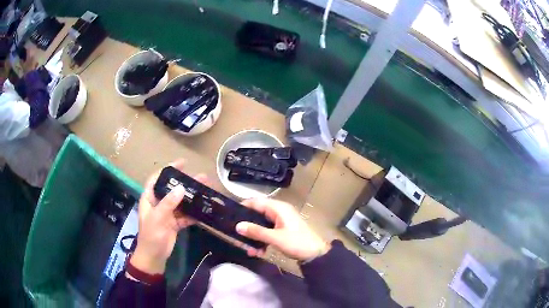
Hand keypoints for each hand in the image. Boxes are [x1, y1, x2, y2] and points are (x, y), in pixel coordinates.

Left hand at [130, 160, 207, 274]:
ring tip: (205, 190)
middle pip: (171, 189)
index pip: (157, 179)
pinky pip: (185, 215)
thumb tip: (181, 187)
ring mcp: (167, 214)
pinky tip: (203, 210)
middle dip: (184, 183)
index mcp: (149, 199)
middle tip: (199, 177)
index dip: (167, 170)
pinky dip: (193, 213)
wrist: (154, 257)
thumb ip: (168, 203)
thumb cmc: (151, 236)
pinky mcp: (175, 223)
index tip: (182, 164)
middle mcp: (158, 203)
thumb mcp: (158, 218)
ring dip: (191, 198)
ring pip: (180, 202)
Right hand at [236, 198, 329, 261]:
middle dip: (247, 228)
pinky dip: (262, 241)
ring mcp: (281, 221)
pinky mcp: (282, 230)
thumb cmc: (297, 242)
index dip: (243, 207)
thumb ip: (256, 231)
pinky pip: (267, 232)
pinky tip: (258, 252)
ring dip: (254, 237)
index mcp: (278, 208)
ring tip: (249, 250)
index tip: (231, 216)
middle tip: (237, 238)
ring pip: (261, 226)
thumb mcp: (275, 238)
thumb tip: (238, 226)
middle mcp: (278, 212)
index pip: (256, 201)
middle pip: (257, 215)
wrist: (315, 254)